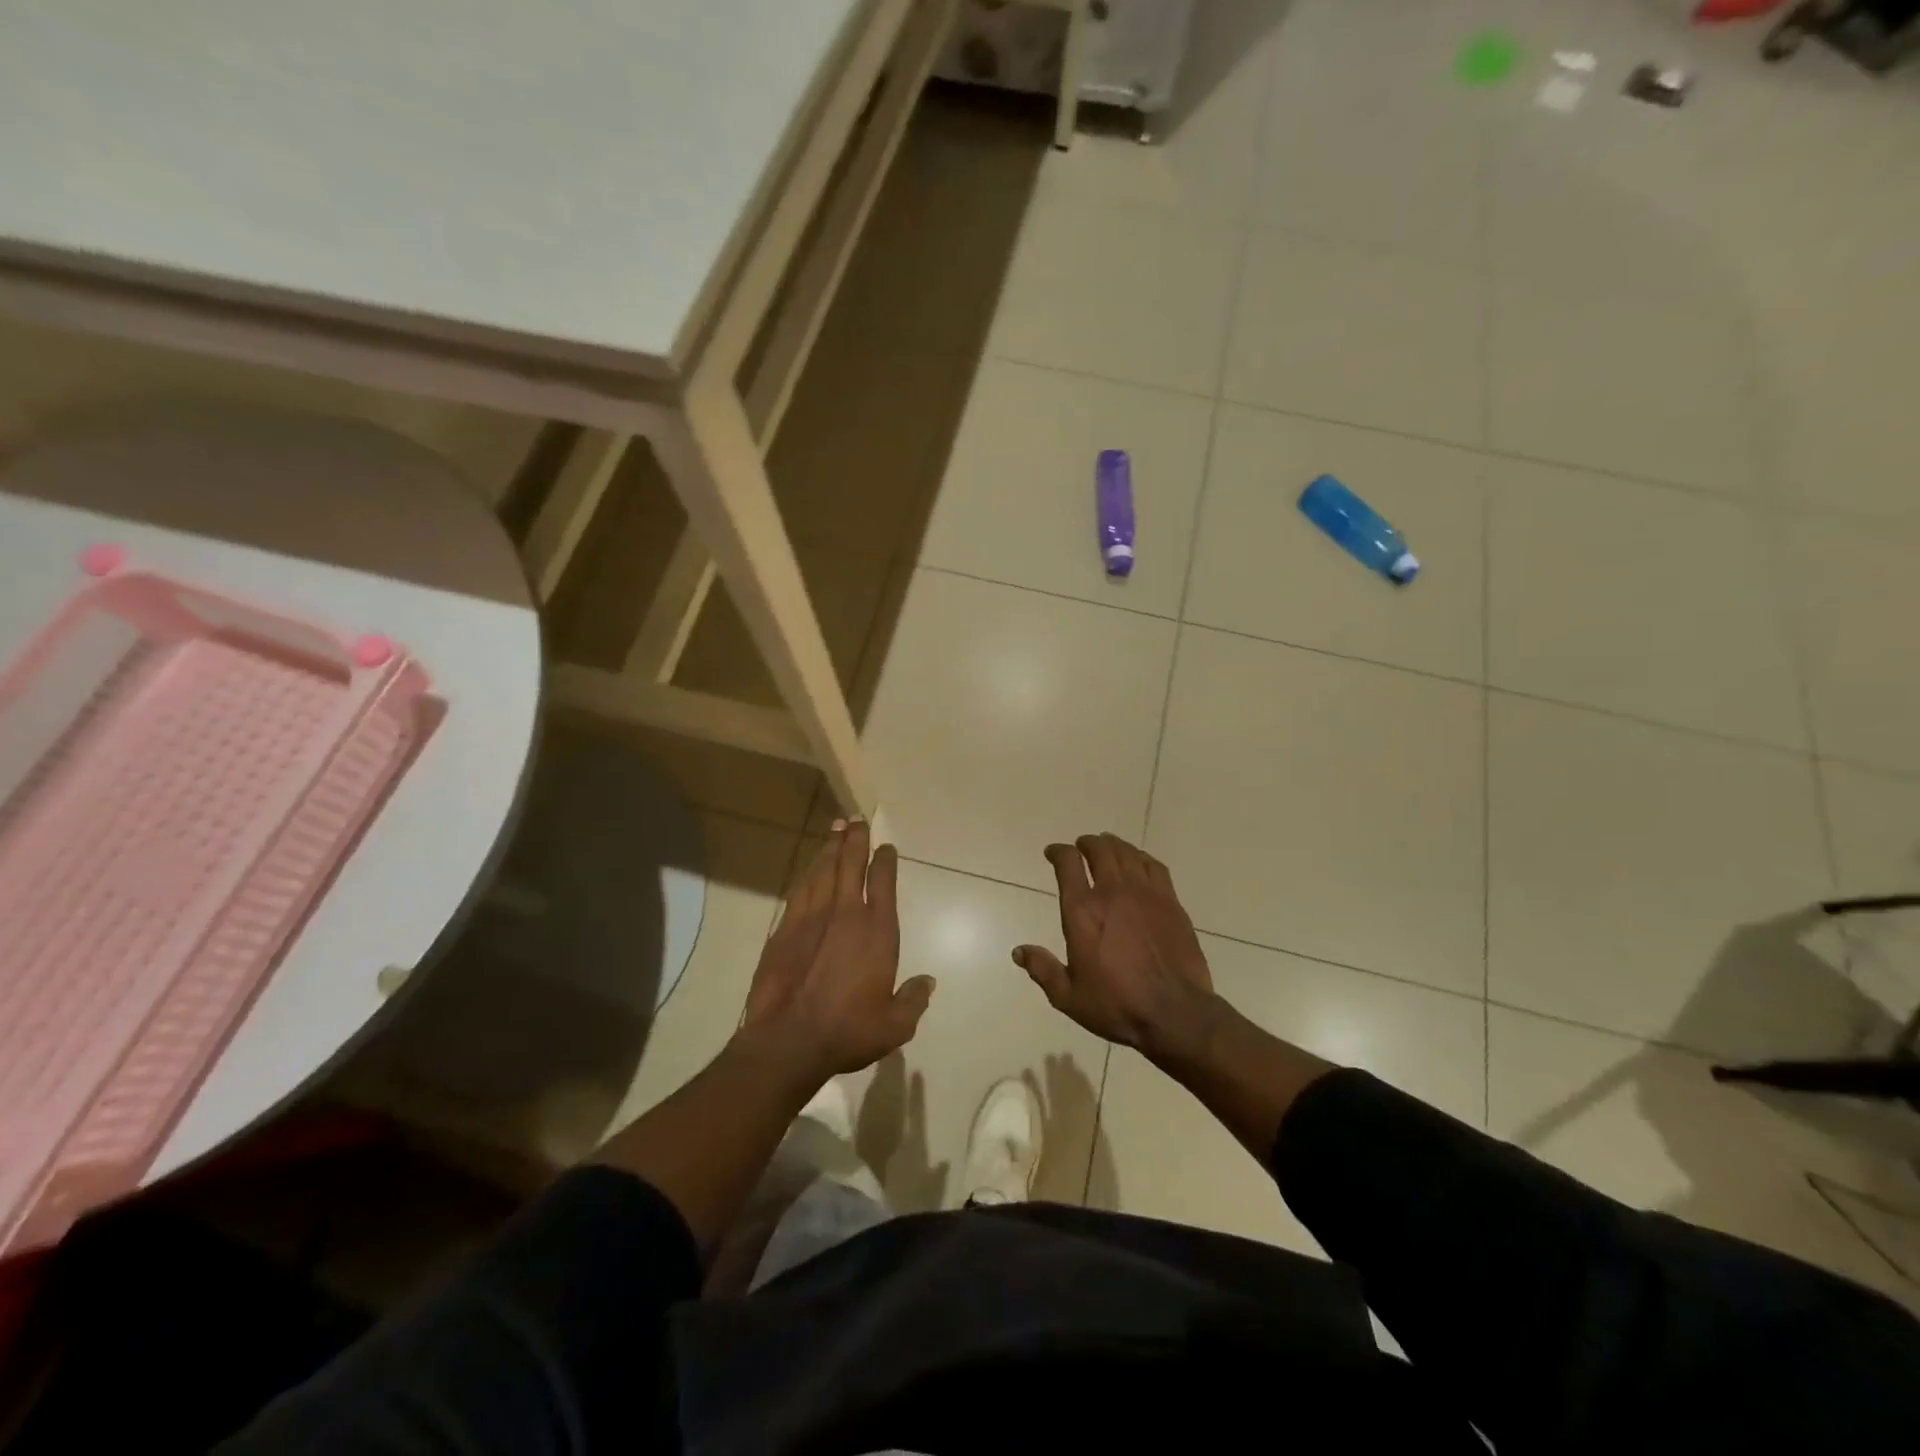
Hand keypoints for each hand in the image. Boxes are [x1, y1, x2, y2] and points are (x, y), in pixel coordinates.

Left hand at [740, 819, 934, 1081]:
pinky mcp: (784, 929)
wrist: (789, 1040)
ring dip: (831, 848)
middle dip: (855, 840)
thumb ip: (913, 1000)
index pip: (883, 882)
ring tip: (835, 829)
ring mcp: (812, 918)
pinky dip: (808, 873)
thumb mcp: (895, 1025)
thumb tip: (927, 982)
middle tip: (856, 820)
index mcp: (877, 931)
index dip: (885, 861)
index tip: (886, 847)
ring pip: (823, 871)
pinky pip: (800, 890)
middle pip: (850, 864)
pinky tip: (811, 868)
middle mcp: (846, 914)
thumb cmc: (848, 1030)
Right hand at [1015, 834, 1216, 1057]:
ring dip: (1113, 846)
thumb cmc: (1116, 1005)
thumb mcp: (1068, 996)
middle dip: (1087, 843)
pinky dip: (1141, 858)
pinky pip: (1154, 866)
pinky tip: (1139, 863)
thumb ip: (1043, 970)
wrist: (1174, 1013)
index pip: (1068, 863)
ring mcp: (1145, 893)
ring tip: (1108, 848)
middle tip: (1082, 846)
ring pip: (1127, 853)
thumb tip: (1018, 952)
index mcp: (1082, 911)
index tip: (1053, 853)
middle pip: (1099, 850)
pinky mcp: (1170, 902)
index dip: (1058, 852)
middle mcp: (1112, 892)